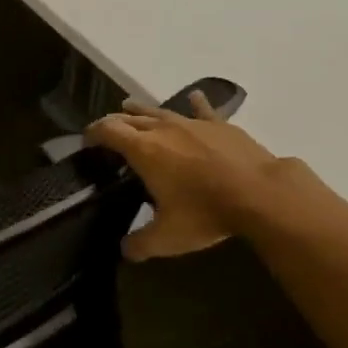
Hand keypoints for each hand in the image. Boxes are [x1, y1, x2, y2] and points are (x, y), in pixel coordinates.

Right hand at [85, 93, 303, 259]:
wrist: (261, 194)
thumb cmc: (205, 212)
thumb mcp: (167, 237)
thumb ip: (140, 244)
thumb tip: (125, 250)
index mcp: (144, 151)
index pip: (109, 131)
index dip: (94, 133)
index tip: (86, 140)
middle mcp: (164, 130)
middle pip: (131, 118)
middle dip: (115, 122)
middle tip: (107, 131)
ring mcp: (194, 124)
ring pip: (161, 111)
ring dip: (143, 111)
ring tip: (131, 108)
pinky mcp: (221, 126)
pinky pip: (201, 110)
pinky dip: (193, 104)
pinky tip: (193, 97)